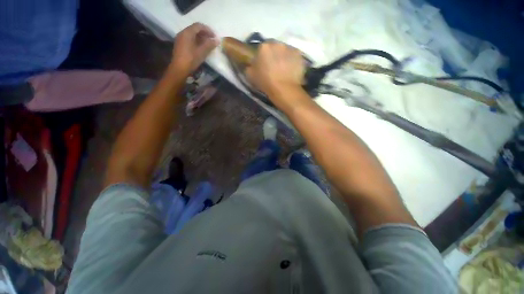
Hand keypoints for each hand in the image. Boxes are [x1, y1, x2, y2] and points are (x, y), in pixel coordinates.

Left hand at [171, 23, 218, 74]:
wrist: (179, 69)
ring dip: (201, 37)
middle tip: (212, 40)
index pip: (199, 26)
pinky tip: (201, 47)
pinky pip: (189, 39)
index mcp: (187, 32)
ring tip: (208, 44)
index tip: (215, 36)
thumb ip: (210, 45)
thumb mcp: (202, 52)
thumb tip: (217, 40)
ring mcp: (180, 39)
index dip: (208, 30)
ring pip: (192, 34)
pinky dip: (196, 41)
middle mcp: (183, 33)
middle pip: (195, 29)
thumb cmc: (191, 59)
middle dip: (204, 33)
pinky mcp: (180, 45)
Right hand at [246, 42, 305, 96]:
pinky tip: (292, 71)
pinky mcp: (299, 55)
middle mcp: (277, 43)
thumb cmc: (266, 83)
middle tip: (275, 67)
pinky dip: (293, 62)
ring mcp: (290, 48)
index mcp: (264, 47)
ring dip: (284, 57)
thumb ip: (249, 67)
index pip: (262, 49)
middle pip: (275, 48)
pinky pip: (294, 57)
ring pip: (285, 51)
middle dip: (274, 55)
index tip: (264, 66)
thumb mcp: (250, 76)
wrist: (284, 89)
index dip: (263, 58)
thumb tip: (251, 65)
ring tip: (284, 70)